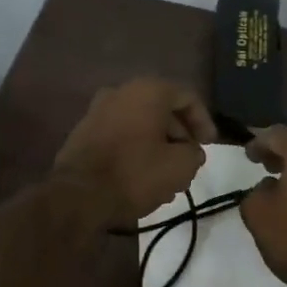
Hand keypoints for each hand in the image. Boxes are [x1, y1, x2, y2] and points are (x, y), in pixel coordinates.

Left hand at [53, 78, 215, 225]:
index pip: (187, 97)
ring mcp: (98, 111)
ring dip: (159, 145)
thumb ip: (194, 153)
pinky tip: (143, 177)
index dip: (204, 122)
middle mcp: (121, 92)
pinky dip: (137, 150)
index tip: (209, 146)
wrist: (77, 195)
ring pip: (141, 124)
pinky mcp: (84, 133)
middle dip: (180, 136)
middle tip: (189, 162)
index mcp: (148, 91)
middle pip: (162, 110)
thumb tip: (191, 152)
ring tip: (169, 176)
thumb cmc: (135, 173)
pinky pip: (121, 135)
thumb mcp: (180, 166)